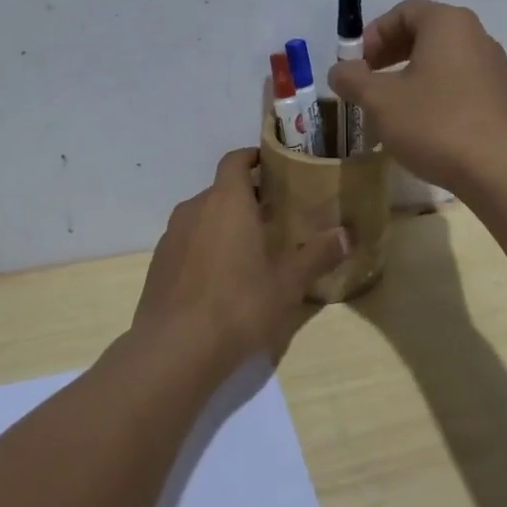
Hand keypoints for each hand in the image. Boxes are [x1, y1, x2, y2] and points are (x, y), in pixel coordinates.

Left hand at [131, 148, 349, 372]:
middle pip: (221, 190)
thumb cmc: (238, 304)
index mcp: (227, 201)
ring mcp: (172, 235)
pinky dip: (205, 247)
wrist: (174, 349)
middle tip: (275, 216)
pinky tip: (221, 279)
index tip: (273, 166)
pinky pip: (188, 242)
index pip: (235, 160)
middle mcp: (195, 208)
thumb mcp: (287, 283)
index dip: (253, 157)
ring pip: (203, 217)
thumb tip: (347, 235)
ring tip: (251, 249)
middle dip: (246, 197)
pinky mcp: (159, 263)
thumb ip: (317, 255)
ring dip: (225, 224)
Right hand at [328, 0, 506, 198]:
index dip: (372, 35)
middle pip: (424, 34)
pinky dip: (434, 95)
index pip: (403, 12)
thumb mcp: (380, 101)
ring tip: (390, 110)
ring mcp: (495, 68)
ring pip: (441, 62)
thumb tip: (340, 70)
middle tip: (367, 84)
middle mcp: (476, 36)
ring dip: (410, 79)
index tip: (355, 65)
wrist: (500, 171)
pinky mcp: (503, 98)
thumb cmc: (435, 123)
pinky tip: (422, 128)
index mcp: (448, 23)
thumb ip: (353, 79)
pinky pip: (460, 85)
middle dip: (389, 56)